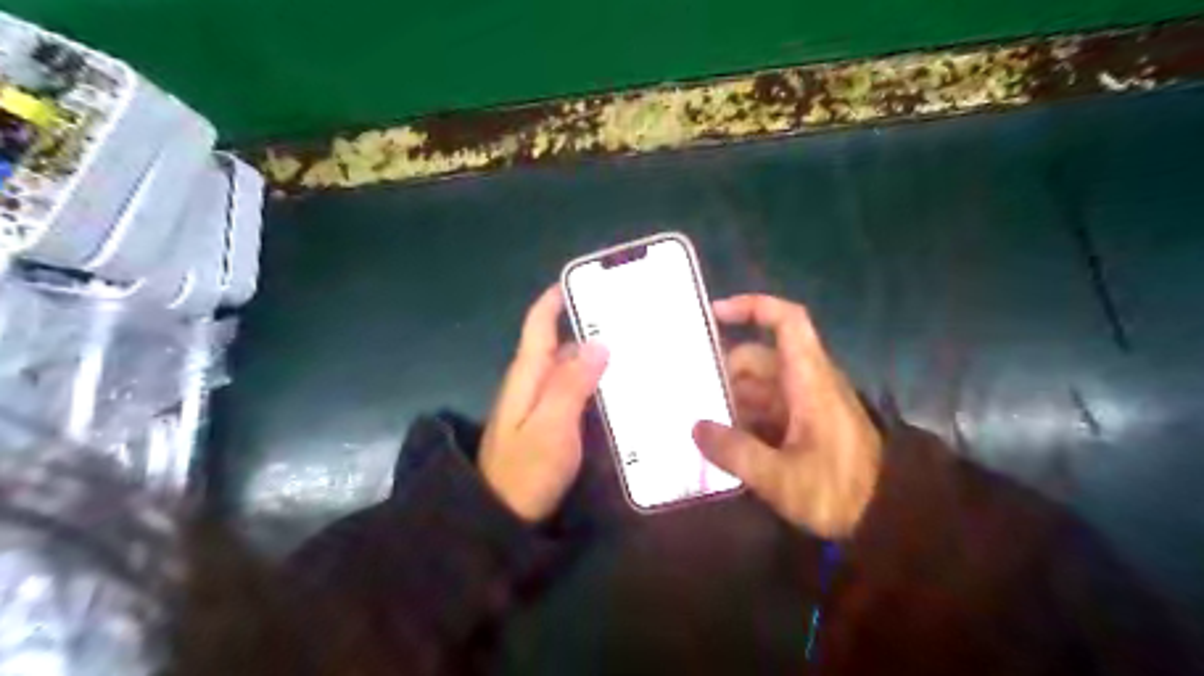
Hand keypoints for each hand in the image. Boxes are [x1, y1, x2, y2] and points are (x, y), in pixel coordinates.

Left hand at [484, 286, 611, 522]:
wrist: (500, 521)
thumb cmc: (525, 473)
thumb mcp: (551, 426)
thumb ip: (571, 384)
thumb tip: (597, 342)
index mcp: (527, 375)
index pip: (538, 324)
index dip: (557, 298)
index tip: (587, 280)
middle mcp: (531, 383)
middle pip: (558, 343)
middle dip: (589, 325)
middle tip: (631, 317)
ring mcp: (540, 406)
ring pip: (569, 369)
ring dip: (596, 355)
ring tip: (636, 346)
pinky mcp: (550, 426)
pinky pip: (575, 393)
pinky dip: (596, 383)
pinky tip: (622, 387)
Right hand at [696, 296, 881, 539]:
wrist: (887, 520)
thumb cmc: (839, 492)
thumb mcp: (781, 478)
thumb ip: (735, 452)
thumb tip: (696, 428)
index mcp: (809, 380)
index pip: (787, 322)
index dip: (753, 307)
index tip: (715, 314)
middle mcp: (807, 383)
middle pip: (759, 357)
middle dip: (724, 371)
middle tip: (688, 393)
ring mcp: (805, 405)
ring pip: (759, 385)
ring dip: (729, 398)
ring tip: (697, 421)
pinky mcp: (803, 426)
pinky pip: (765, 409)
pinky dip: (741, 418)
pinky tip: (720, 441)